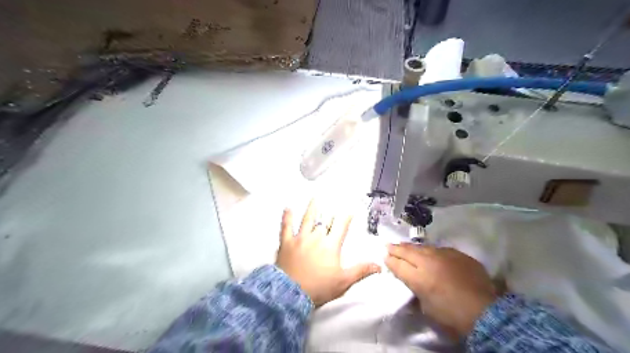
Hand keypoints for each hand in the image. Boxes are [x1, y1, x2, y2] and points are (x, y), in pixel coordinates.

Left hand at [276, 202, 382, 305]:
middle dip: (330, 212)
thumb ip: (361, 271)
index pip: (341, 226)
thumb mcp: (343, 282)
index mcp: (330, 245)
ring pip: (307, 219)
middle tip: (332, 201)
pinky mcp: (287, 243)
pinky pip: (286, 227)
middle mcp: (316, 238)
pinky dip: (287, 217)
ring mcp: (300, 238)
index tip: (349, 210)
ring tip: (315, 198)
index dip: (346, 217)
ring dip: (312, 208)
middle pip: (325, 221)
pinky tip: (287, 209)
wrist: (291, 294)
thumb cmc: (318, 288)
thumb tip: (377, 266)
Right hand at [385, 242, 496, 336]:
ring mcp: (444, 255)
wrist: (485, 311)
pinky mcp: (457, 254)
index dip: (389, 261)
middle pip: (407, 251)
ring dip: (411, 247)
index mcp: (419, 278)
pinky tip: (428, 252)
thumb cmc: (452, 316)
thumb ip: (416, 292)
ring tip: (403, 245)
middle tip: (387, 245)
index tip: (384, 257)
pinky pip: (439, 249)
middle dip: (396, 249)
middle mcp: (428, 262)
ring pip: (422, 247)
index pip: (398, 265)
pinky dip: (430, 251)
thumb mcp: (427, 308)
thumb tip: (412, 284)